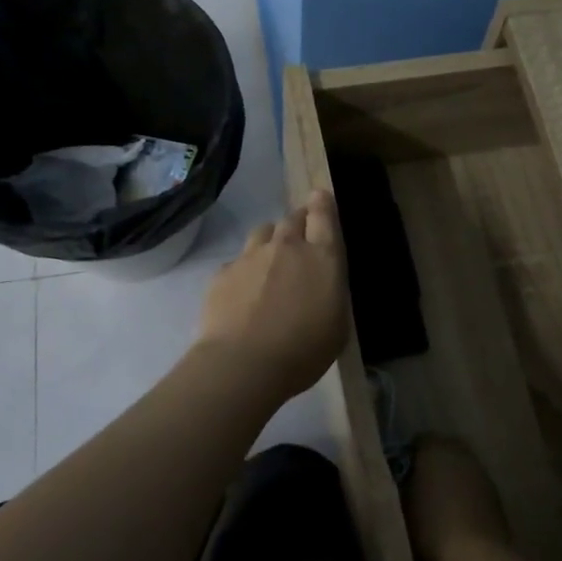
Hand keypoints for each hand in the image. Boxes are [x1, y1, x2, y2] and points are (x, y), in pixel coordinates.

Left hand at [196, 190, 349, 400]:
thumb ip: (330, 294)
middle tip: (300, 235)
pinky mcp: (224, 272)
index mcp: (323, 258)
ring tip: (270, 260)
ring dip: (271, 240)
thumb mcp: (337, 326)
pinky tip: (243, 292)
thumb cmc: (303, 352)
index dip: (322, 204)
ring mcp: (252, 256)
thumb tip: (322, 284)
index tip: (319, 196)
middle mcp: (288, 247)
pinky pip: (239, 260)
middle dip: (299, 221)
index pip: (324, 215)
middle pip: (293, 218)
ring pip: (263, 232)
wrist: (244, 364)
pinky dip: (245, 269)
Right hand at [405, 438, 510, 560]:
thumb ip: (400, 484)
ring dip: (451, 480)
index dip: (408, 458)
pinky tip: (457, 516)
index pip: (417, 441)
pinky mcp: (495, 493)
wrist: (476, 557)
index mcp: (434, 447)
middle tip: (418, 490)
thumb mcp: (401, 505)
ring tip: (438, 506)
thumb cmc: (431, 527)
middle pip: (442, 452)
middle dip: (431, 466)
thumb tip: (401, 478)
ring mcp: (481, 471)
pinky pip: (473, 486)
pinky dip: (465, 495)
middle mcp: (460, 451)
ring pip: (460, 468)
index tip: (400, 477)